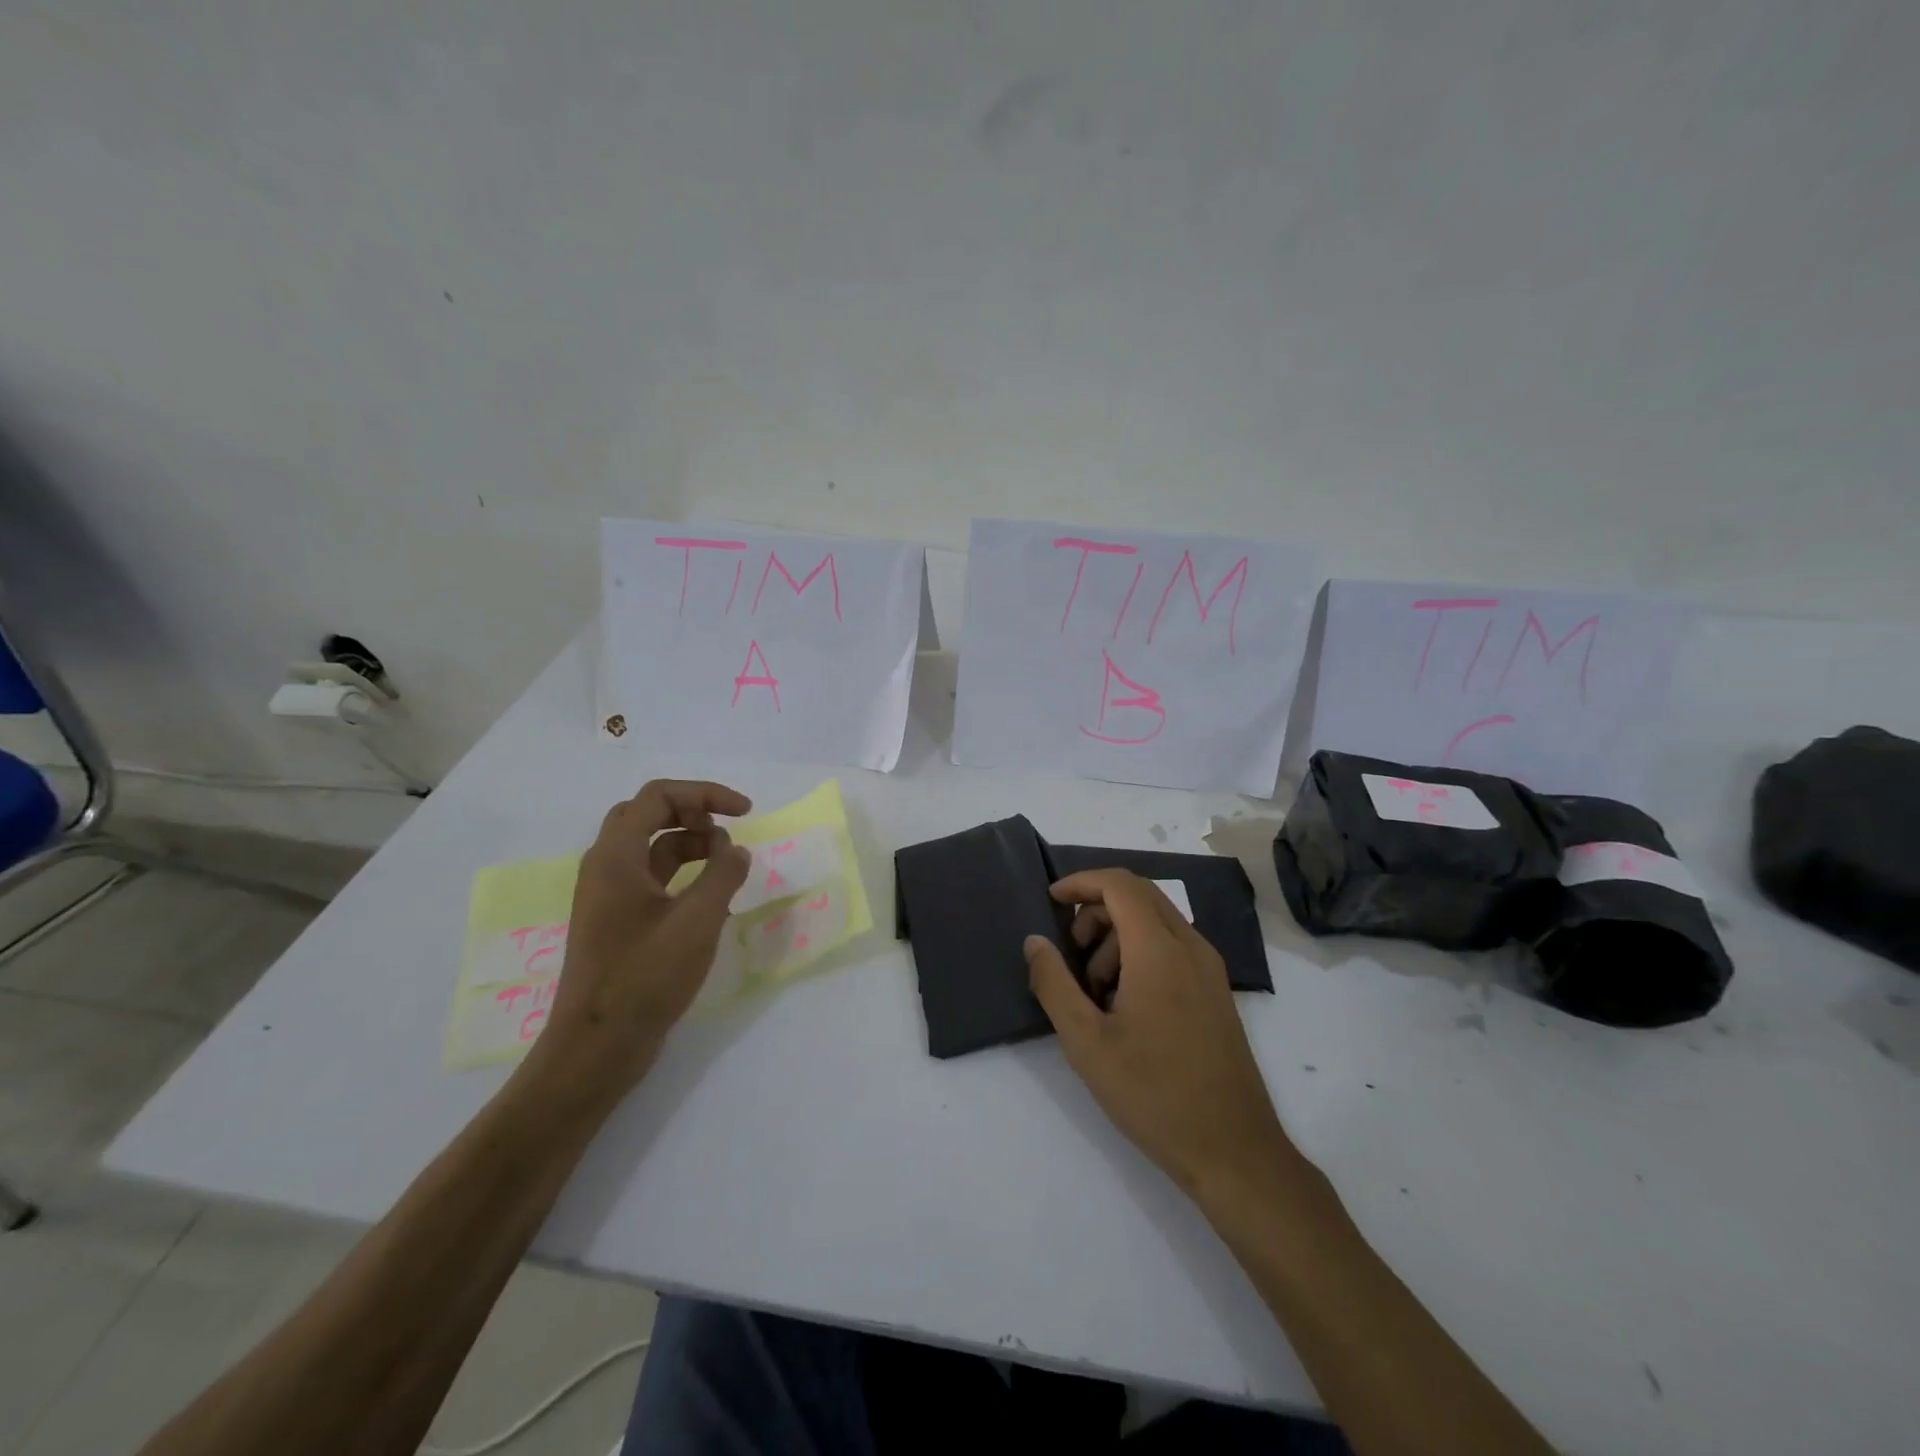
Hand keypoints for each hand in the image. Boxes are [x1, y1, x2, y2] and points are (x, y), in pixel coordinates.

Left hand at [522, 780, 752, 1111]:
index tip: (745, 813)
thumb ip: (724, 875)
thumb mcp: (698, 920)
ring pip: (649, 846)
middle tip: (727, 831)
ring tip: (726, 864)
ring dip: (689, 843)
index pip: (658, 797)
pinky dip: (681, 873)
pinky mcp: (616, 921)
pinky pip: (650, 877)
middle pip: (647, 814)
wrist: (597, 1046)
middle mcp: (605, 867)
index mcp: (616, 857)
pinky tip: (710, 895)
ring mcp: (607, 895)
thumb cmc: (645, 976)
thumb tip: (736, 850)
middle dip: (692, 813)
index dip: (705, 794)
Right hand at [1026, 870, 1295, 1200]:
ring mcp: (1209, 969)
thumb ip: (1054, 984)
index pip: (1119, 884)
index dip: (1081, 882)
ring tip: (1095, 993)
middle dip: (1095, 911)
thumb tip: (1035, 942)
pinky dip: (1139, 954)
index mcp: (1160, 950)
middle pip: (1138, 896)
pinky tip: (1124, 1006)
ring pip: (1155, 922)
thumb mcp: (1086, 1042)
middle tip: (1069, 954)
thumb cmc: (1153, 1094)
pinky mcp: (1216, 992)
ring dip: (1115, 937)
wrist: (1233, 1151)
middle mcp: (1191, 947)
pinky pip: (1172, 948)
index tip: (1050, 901)